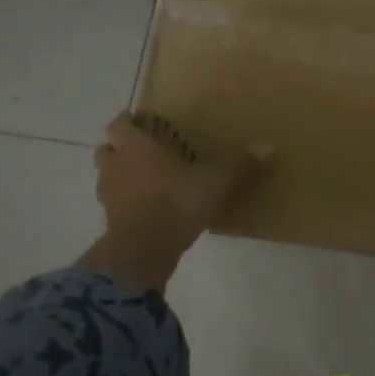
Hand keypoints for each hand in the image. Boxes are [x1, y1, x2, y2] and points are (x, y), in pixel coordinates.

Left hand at [83, 113, 270, 293]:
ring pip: (107, 177)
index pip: (119, 125)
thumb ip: (238, 164)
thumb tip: (269, 146)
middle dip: (120, 148)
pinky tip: (148, 208)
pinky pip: (115, 205)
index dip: (128, 122)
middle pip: (105, 149)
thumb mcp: (215, 181)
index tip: (142, 123)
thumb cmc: (175, 202)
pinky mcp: (111, 223)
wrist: (142, 253)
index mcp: (135, 147)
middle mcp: (116, 167)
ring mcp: (109, 197)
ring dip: (120, 176)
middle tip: (145, 150)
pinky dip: (126, 203)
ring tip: (147, 179)